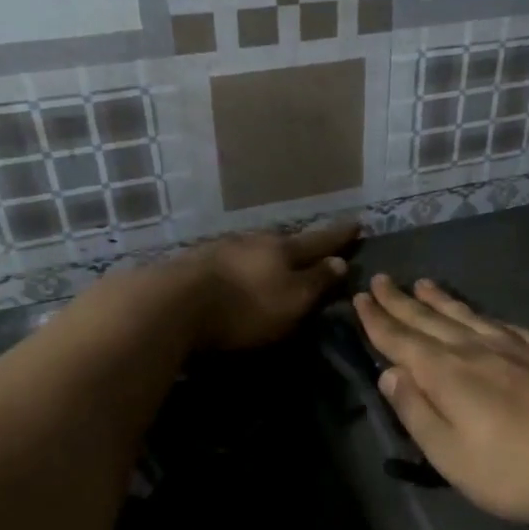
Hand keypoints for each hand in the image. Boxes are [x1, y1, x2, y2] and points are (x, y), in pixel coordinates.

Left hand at [186, 222, 355, 349]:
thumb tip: (339, 261)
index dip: (339, 236)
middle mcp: (253, 241)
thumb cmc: (244, 306)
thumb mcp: (293, 300)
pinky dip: (240, 267)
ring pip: (253, 249)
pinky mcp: (194, 264)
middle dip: (299, 246)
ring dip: (266, 256)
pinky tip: (236, 274)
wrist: (171, 305)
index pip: (319, 240)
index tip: (357, 223)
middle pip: (284, 242)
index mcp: (282, 249)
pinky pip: (228, 262)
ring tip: (273, 264)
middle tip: (312, 248)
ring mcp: (220, 249)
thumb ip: (317, 281)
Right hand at [353, 275, 528, 524]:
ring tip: (422, 283)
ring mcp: (513, 346)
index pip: (401, 340)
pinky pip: (501, 323)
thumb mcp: (452, 456)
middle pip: (429, 319)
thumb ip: (417, 412)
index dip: (377, 320)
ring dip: (439, 300)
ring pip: (465, 315)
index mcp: (447, 373)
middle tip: (380, 280)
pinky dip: (481, 314)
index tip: (360, 298)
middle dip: (401, 301)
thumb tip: (389, 373)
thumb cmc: (516, 467)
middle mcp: (475, 348)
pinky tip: (483, 315)